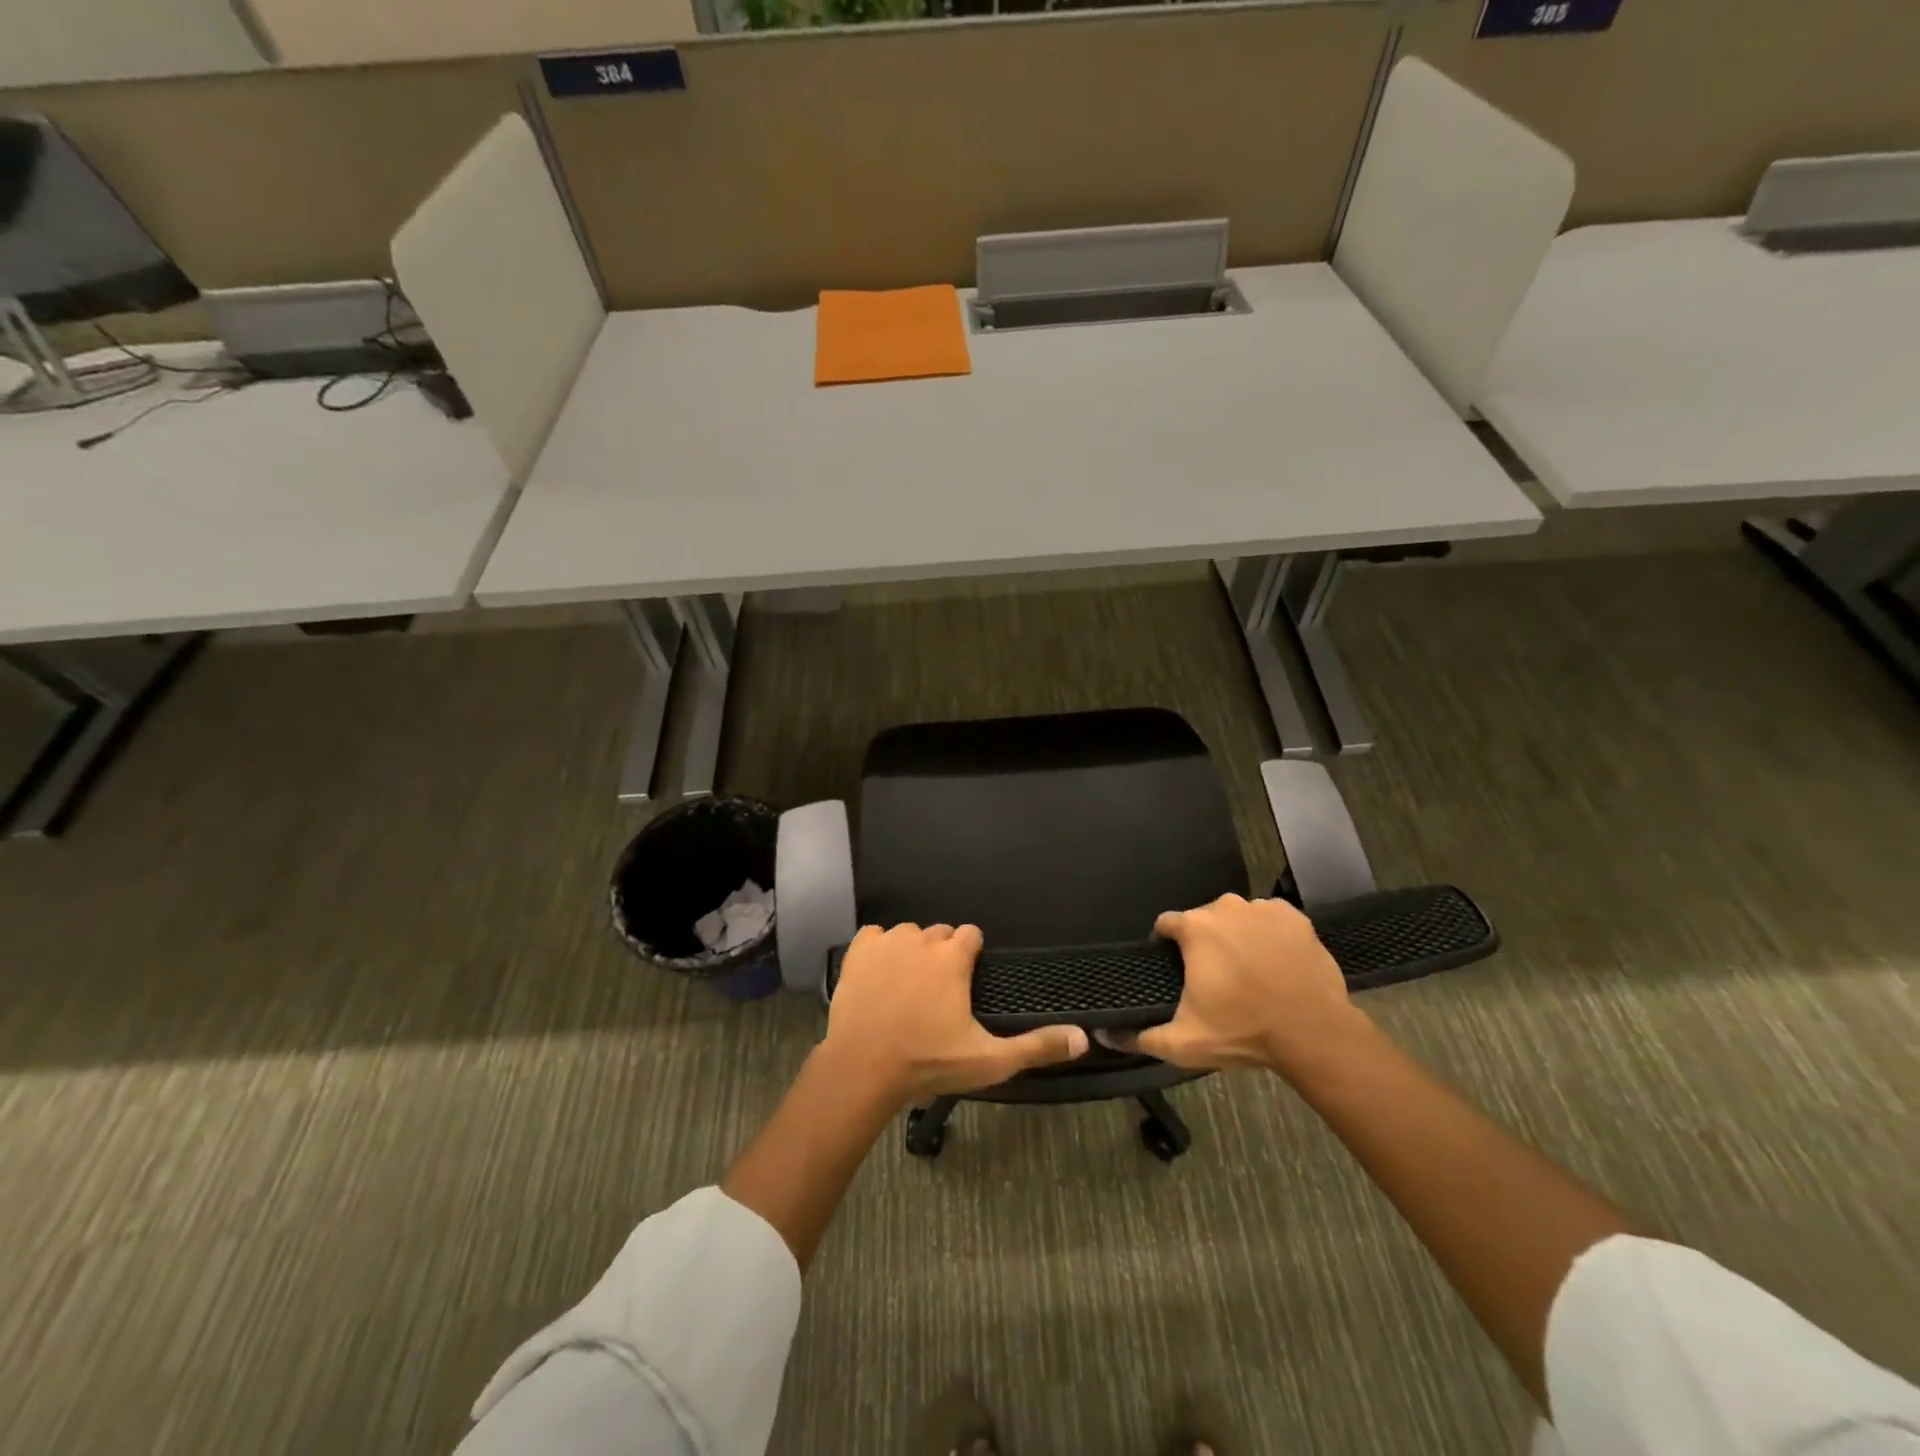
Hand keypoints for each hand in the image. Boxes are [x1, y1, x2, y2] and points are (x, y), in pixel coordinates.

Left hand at [822, 922, 1088, 1105]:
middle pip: (940, 933)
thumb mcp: (988, 1060)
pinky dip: (879, 950)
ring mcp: (887, 941)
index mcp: (952, 957)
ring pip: (908, 934)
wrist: (862, 1068)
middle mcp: (922, 939)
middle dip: (942, 954)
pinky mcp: (858, 950)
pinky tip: (879, 977)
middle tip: (938, 993)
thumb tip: (1083, 1038)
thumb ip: (1036, 1046)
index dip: (971, 954)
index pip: (971, 934)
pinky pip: (875, 936)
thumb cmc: (928, 1062)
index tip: (967, 980)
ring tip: (907, 988)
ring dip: (912, 952)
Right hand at [1106, 893, 1365, 1077]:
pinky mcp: (1294, 917)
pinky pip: (1270, 919)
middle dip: (1204, 942)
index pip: (1166, 924)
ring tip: (1248, 970)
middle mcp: (1226, 907)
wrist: (1313, 1033)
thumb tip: (1108, 1035)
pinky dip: (1269, 934)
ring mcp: (1263, 909)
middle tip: (1215, 977)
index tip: (1174, 969)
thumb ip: (1143, 1036)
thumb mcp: (1185, 1042)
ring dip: (1237, 936)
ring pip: (1238, 917)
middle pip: (1204, 919)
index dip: (1165, 945)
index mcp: (1195, 928)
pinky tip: (1275, 960)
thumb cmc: (1244, 1030)